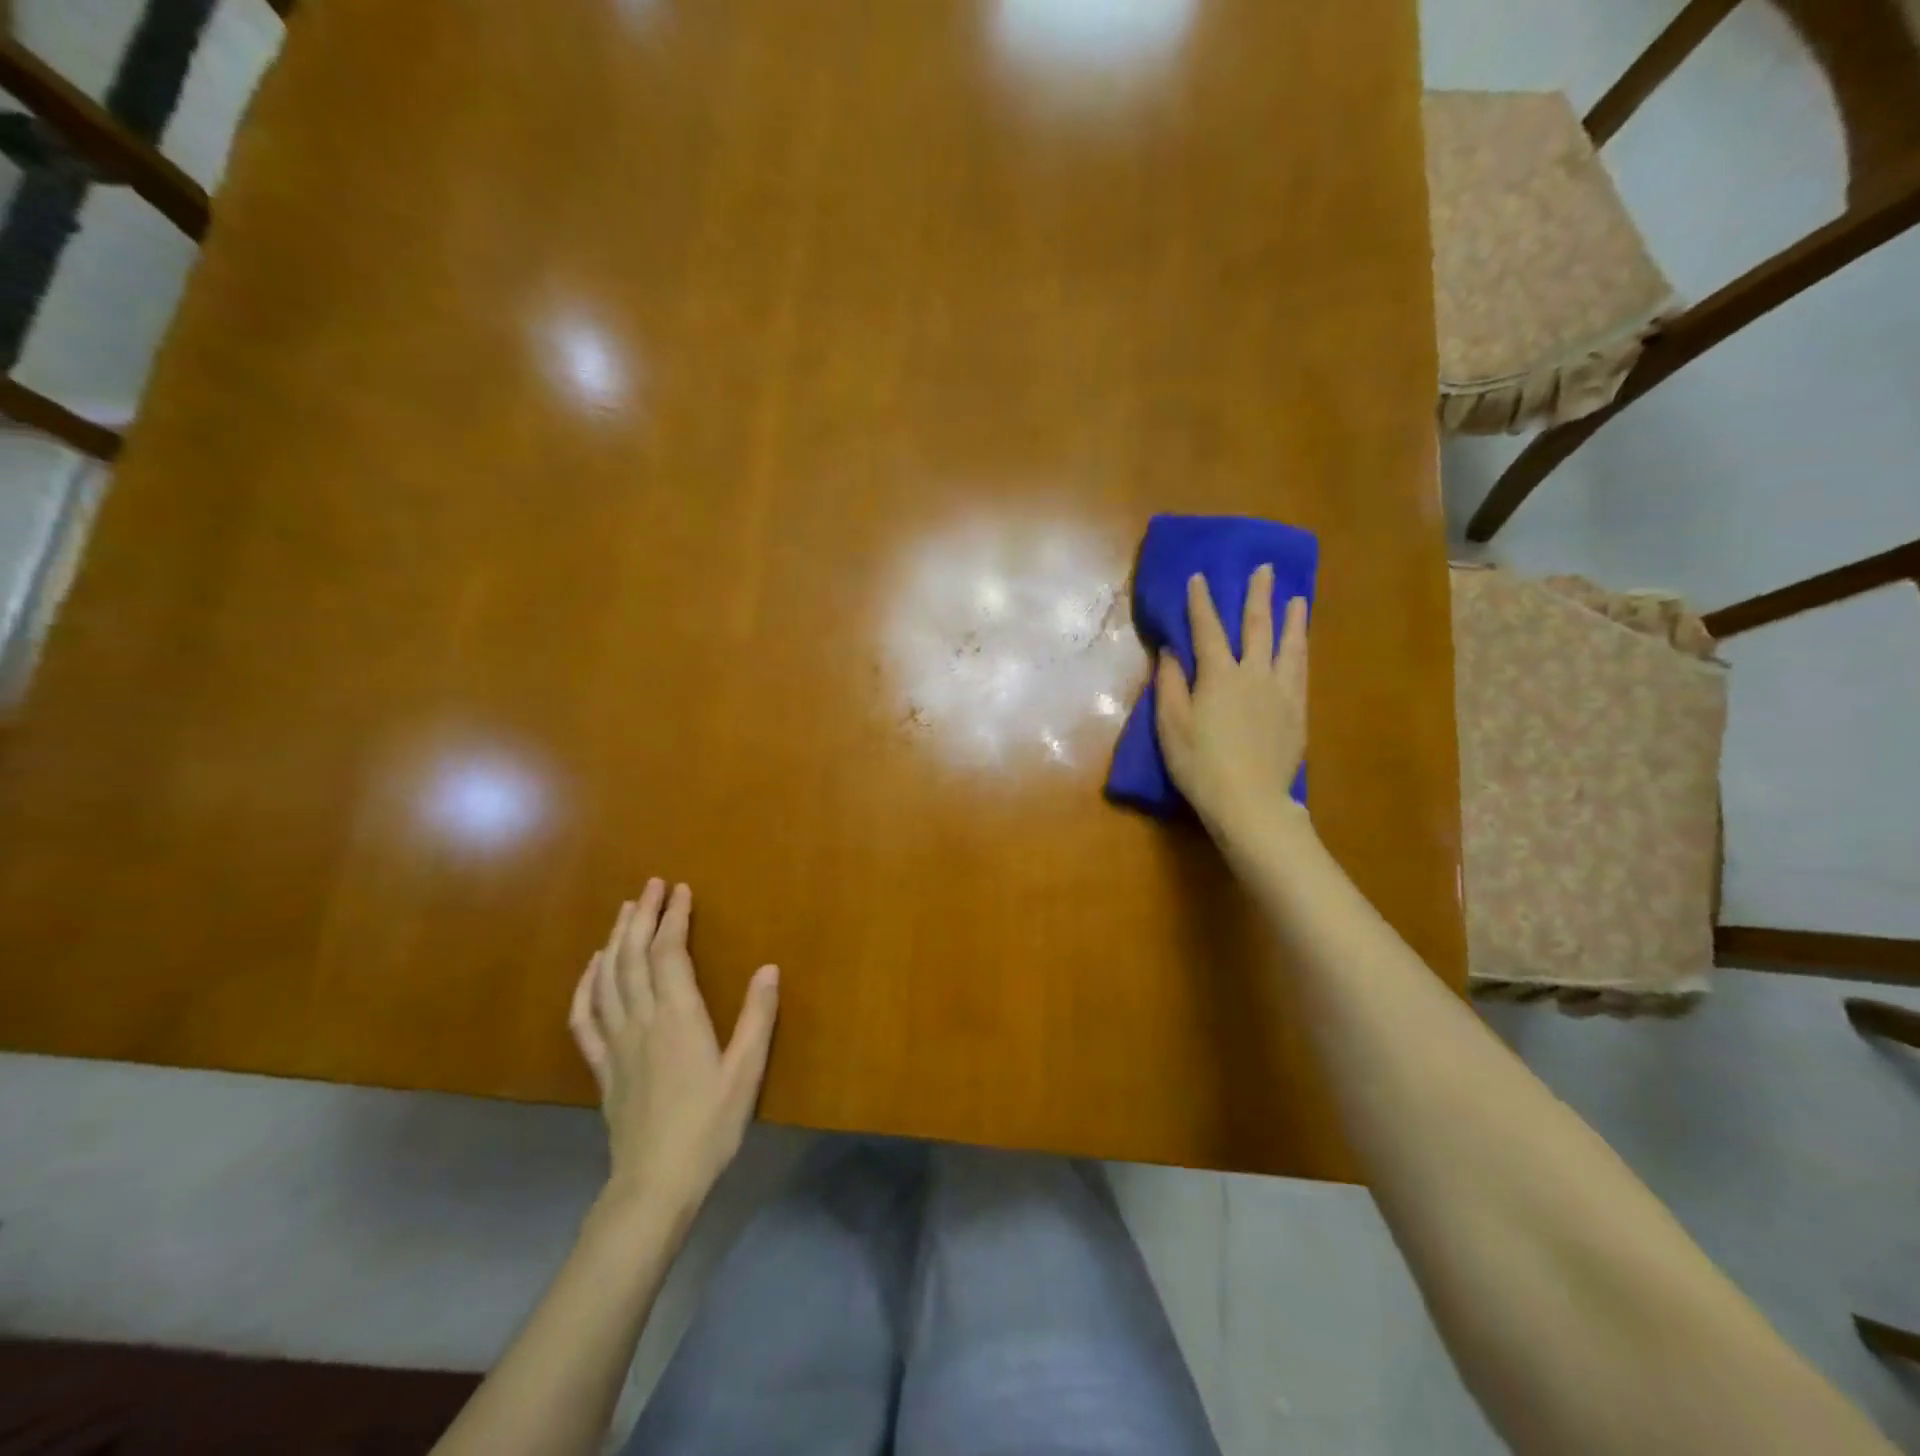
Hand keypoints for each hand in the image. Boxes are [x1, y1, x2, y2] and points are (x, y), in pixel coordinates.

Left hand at [568, 880, 780, 1220]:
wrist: (655, 1183)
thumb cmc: (709, 1126)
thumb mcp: (746, 1072)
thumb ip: (757, 1017)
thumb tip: (769, 968)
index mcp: (678, 1017)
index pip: (670, 953)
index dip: (674, 917)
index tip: (680, 889)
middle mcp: (642, 1020)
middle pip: (634, 956)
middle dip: (642, 915)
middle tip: (650, 885)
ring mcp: (616, 1042)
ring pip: (609, 978)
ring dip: (615, 939)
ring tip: (625, 911)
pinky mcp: (602, 1066)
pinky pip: (585, 1017)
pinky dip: (585, 985)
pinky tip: (592, 968)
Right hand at [1154, 564, 1309, 844]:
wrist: (1249, 800)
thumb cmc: (1199, 764)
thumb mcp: (1171, 725)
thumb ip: (1171, 685)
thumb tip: (1171, 652)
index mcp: (1219, 676)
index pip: (1208, 630)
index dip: (1202, 603)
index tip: (1200, 577)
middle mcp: (1254, 674)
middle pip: (1257, 628)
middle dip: (1257, 596)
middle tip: (1265, 570)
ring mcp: (1281, 692)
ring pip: (1288, 646)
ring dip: (1291, 619)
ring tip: (1296, 599)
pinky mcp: (1297, 713)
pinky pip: (1301, 672)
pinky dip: (1301, 651)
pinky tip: (1302, 646)